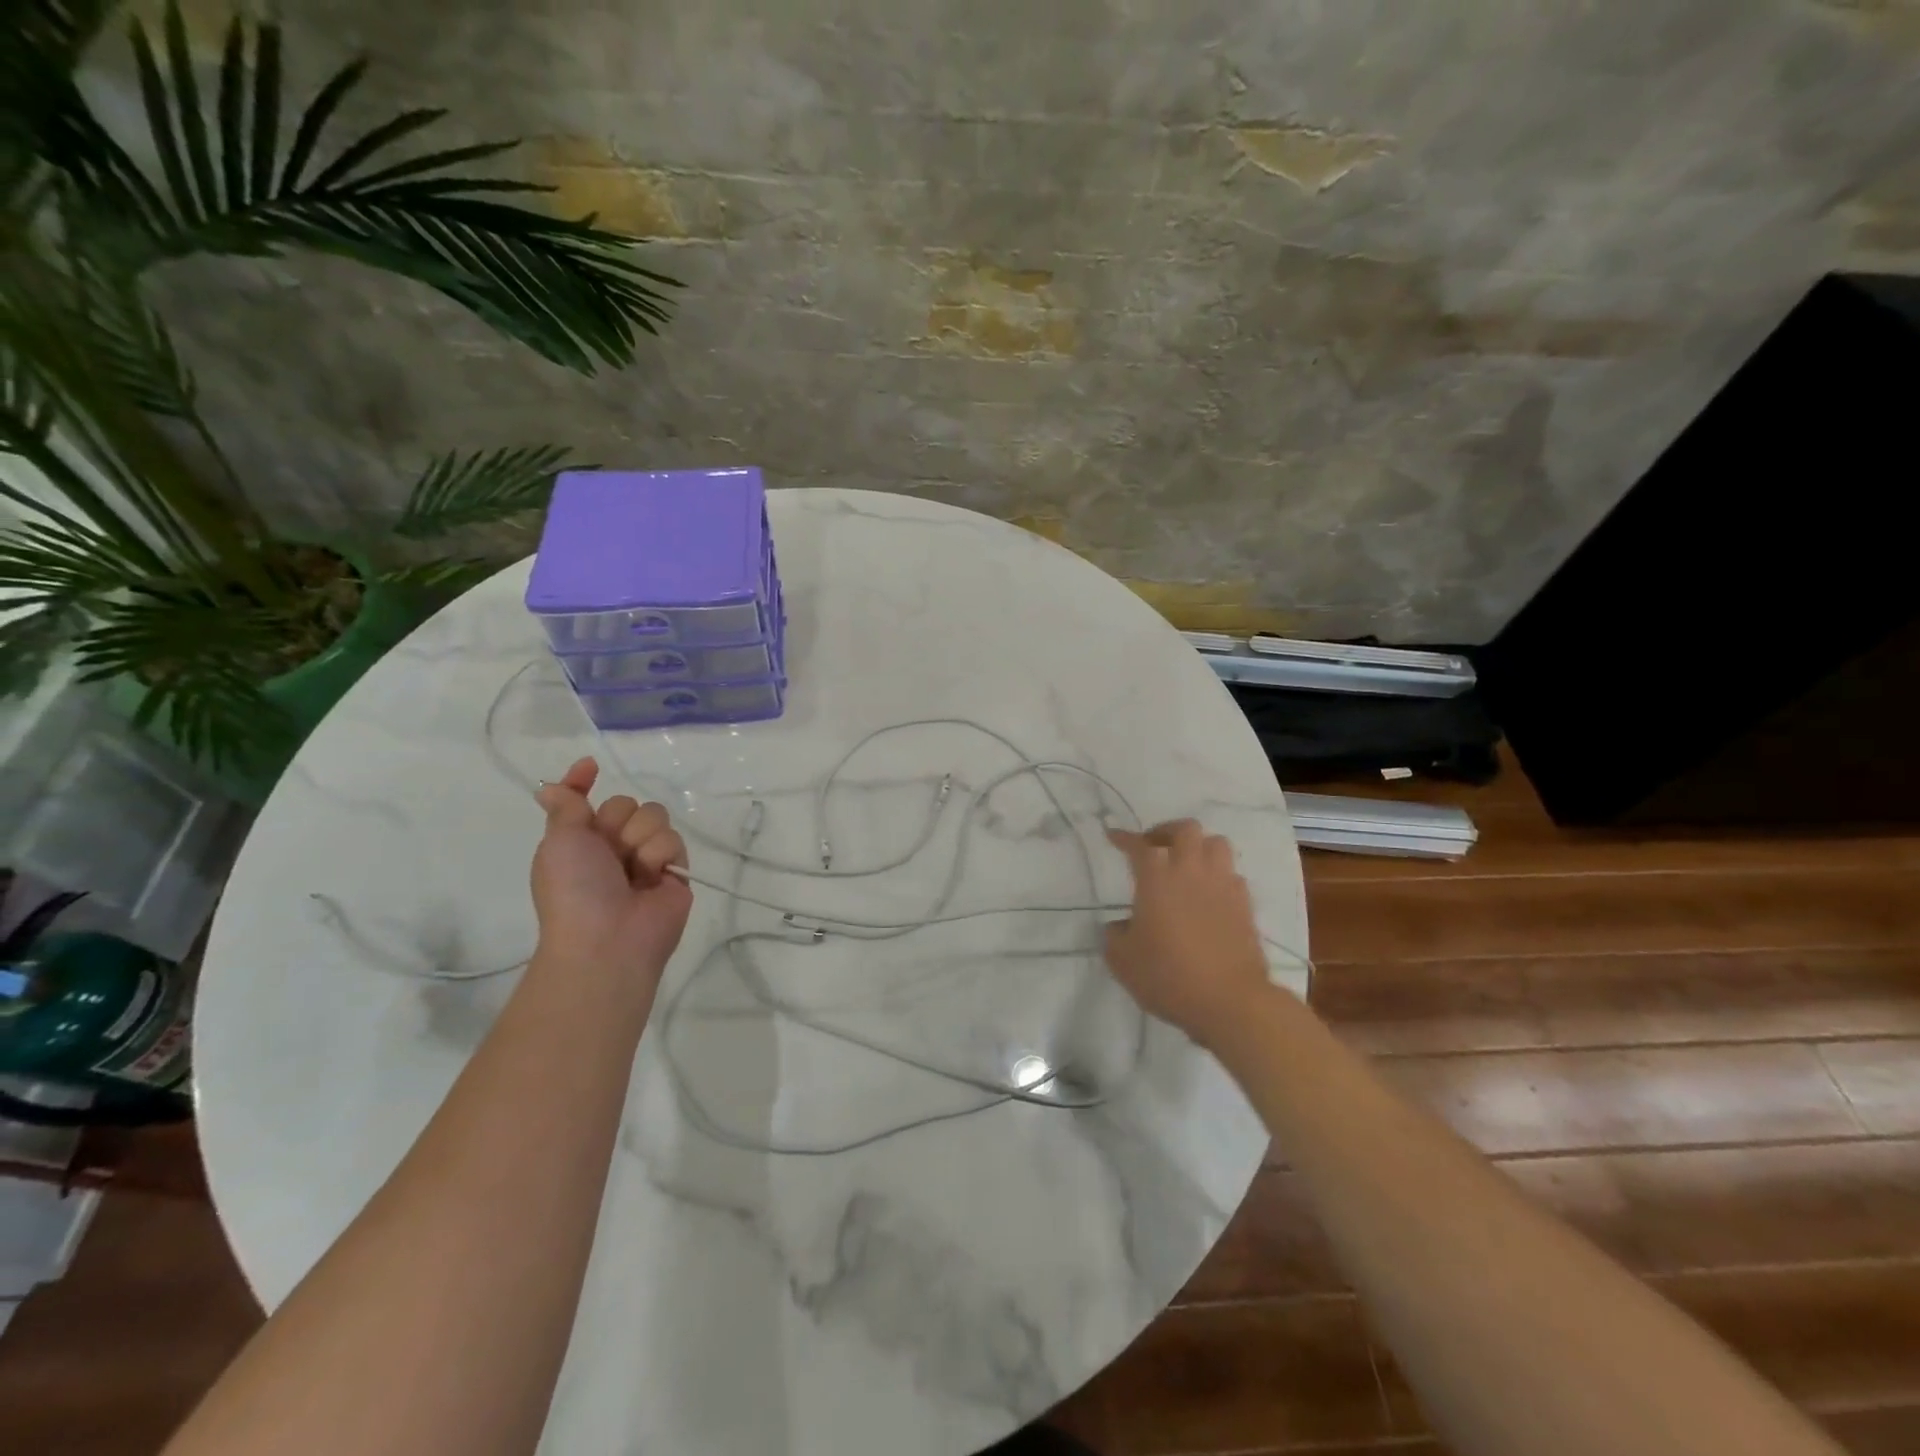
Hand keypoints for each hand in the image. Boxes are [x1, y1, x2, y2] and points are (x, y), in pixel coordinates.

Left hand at [530, 757, 691, 987]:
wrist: (608, 938)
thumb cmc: (574, 890)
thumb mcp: (558, 842)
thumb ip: (565, 807)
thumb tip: (549, 788)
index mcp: (579, 841)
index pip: (584, 800)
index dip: (583, 782)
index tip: (590, 766)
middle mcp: (612, 846)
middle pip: (626, 803)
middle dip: (618, 821)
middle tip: (609, 850)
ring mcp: (645, 858)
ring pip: (653, 816)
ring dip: (639, 838)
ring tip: (633, 870)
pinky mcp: (674, 869)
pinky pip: (673, 838)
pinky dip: (659, 855)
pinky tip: (652, 877)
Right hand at [1104, 819, 1270, 1046]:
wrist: (1230, 1001)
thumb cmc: (1168, 976)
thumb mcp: (1122, 961)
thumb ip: (1115, 936)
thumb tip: (1120, 926)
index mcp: (1156, 878)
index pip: (1139, 845)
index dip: (1124, 837)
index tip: (1113, 836)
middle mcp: (1191, 872)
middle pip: (1186, 829)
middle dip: (1166, 832)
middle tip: (1154, 847)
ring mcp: (1223, 885)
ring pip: (1216, 843)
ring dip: (1199, 847)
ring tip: (1186, 864)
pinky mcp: (1245, 905)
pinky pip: (1232, 874)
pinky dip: (1218, 875)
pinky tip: (1209, 893)